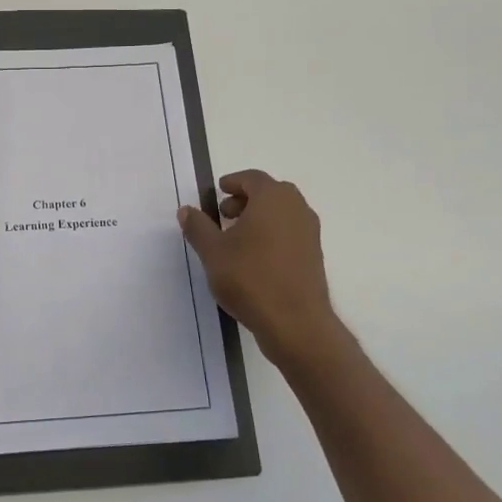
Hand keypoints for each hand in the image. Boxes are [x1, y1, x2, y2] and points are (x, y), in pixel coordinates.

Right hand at [179, 170, 351, 371]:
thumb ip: (198, 227)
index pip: (252, 178)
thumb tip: (187, 210)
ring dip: (260, 217)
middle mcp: (296, 208)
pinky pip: (290, 232)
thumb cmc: (250, 278)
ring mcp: (310, 232)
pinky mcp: (315, 256)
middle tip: (224, 214)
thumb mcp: (212, 252)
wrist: (295, 322)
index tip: (218, 191)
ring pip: (282, 213)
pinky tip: (254, 258)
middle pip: (270, 193)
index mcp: (273, 198)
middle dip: (246, 199)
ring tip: (236, 238)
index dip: (233, 182)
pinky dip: (273, 234)